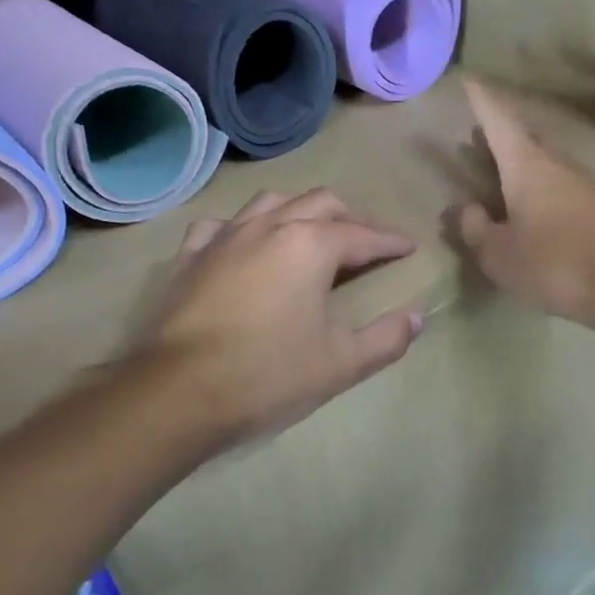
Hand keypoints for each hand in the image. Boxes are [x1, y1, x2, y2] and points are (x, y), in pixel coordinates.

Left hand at [141, 189, 423, 450]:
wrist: (177, 392)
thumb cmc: (268, 375)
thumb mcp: (342, 364)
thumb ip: (387, 338)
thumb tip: (417, 318)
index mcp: (311, 245)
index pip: (363, 235)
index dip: (390, 241)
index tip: (408, 247)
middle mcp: (270, 226)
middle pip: (321, 203)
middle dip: (350, 218)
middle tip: (366, 242)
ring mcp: (225, 236)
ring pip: (271, 202)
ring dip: (300, 211)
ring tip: (312, 233)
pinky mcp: (190, 255)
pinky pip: (222, 225)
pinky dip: (244, 228)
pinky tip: (245, 245)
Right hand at [455, 79, 594, 331]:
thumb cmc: (553, 263)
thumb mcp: (498, 254)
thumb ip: (475, 228)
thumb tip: (465, 207)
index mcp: (526, 165)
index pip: (498, 120)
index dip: (481, 100)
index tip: (468, 79)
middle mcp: (556, 163)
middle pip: (523, 138)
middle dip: (499, 134)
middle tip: (476, 137)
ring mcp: (583, 182)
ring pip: (544, 161)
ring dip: (521, 162)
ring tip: (500, 174)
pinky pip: (560, 184)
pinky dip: (540, 186)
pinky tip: (533, 208)